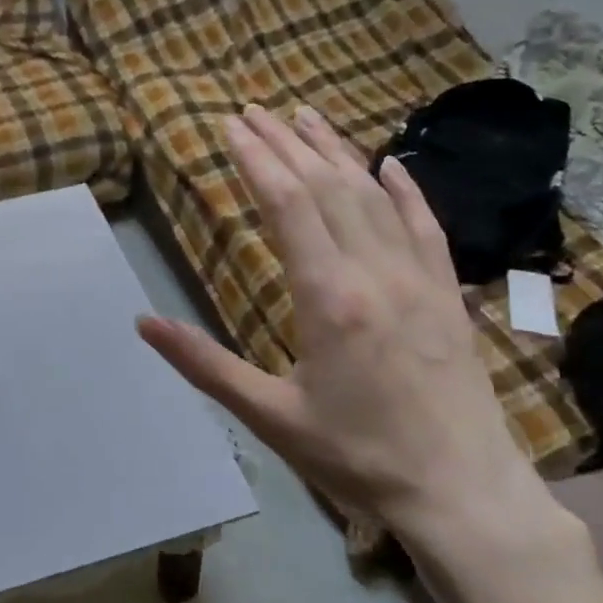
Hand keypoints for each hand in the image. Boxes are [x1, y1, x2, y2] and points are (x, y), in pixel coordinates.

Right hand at [137, 106, 558, 550]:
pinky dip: (406, 190)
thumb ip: (205, 364)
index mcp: (328, 298)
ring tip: (307, 118)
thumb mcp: (269, 416)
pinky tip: (391, 164)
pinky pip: (426, 227)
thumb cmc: (356, 457)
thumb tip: (143, 323)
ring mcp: (419, 279)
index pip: (287, 205)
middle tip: (256, 111)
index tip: (231, 127)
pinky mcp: (447, 295)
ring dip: (338, 153)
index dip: (256, 160)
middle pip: (327, 187)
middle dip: (287, 144)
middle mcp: (375, 272)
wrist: (460, 492)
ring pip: (374, 196)